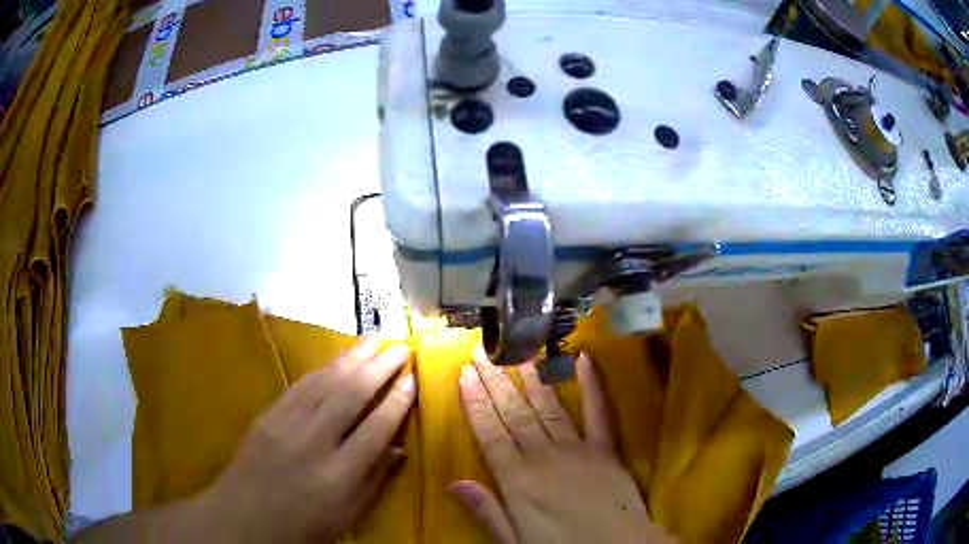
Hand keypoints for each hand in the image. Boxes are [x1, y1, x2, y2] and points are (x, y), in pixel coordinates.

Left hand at [197, 338, 414, 542]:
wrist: (244, 519)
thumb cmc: (303, 526)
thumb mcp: (347, 515)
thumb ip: (375, 480)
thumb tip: (399, 447)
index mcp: (339, 475)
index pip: (377, 428)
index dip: (398, 401)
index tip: (413, 379)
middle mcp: (314, 443)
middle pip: (351, 395)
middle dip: (380, 367)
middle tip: (400, 348)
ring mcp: (286, 424)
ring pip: (325, 382)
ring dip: (352, 357)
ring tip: (374, 340)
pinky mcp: (267, 415)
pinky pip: (300, 385)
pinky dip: (322, 368)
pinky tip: (337, 358)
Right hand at [452, 351, 673, 543]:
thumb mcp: (514, 541)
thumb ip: (487, 510)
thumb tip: (455, 482)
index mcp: (518, 482)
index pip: (490, 434)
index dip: (476, 403)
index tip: (464, 374)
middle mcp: (544, 458)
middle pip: (515, 413)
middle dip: (496, 380)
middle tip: (483, 349)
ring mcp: (578, 450)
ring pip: (548, 407)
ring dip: (532, 377)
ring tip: (518, 350)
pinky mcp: (606, 450)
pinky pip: (599, 412)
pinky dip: (592, 385)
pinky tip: (583, 359)